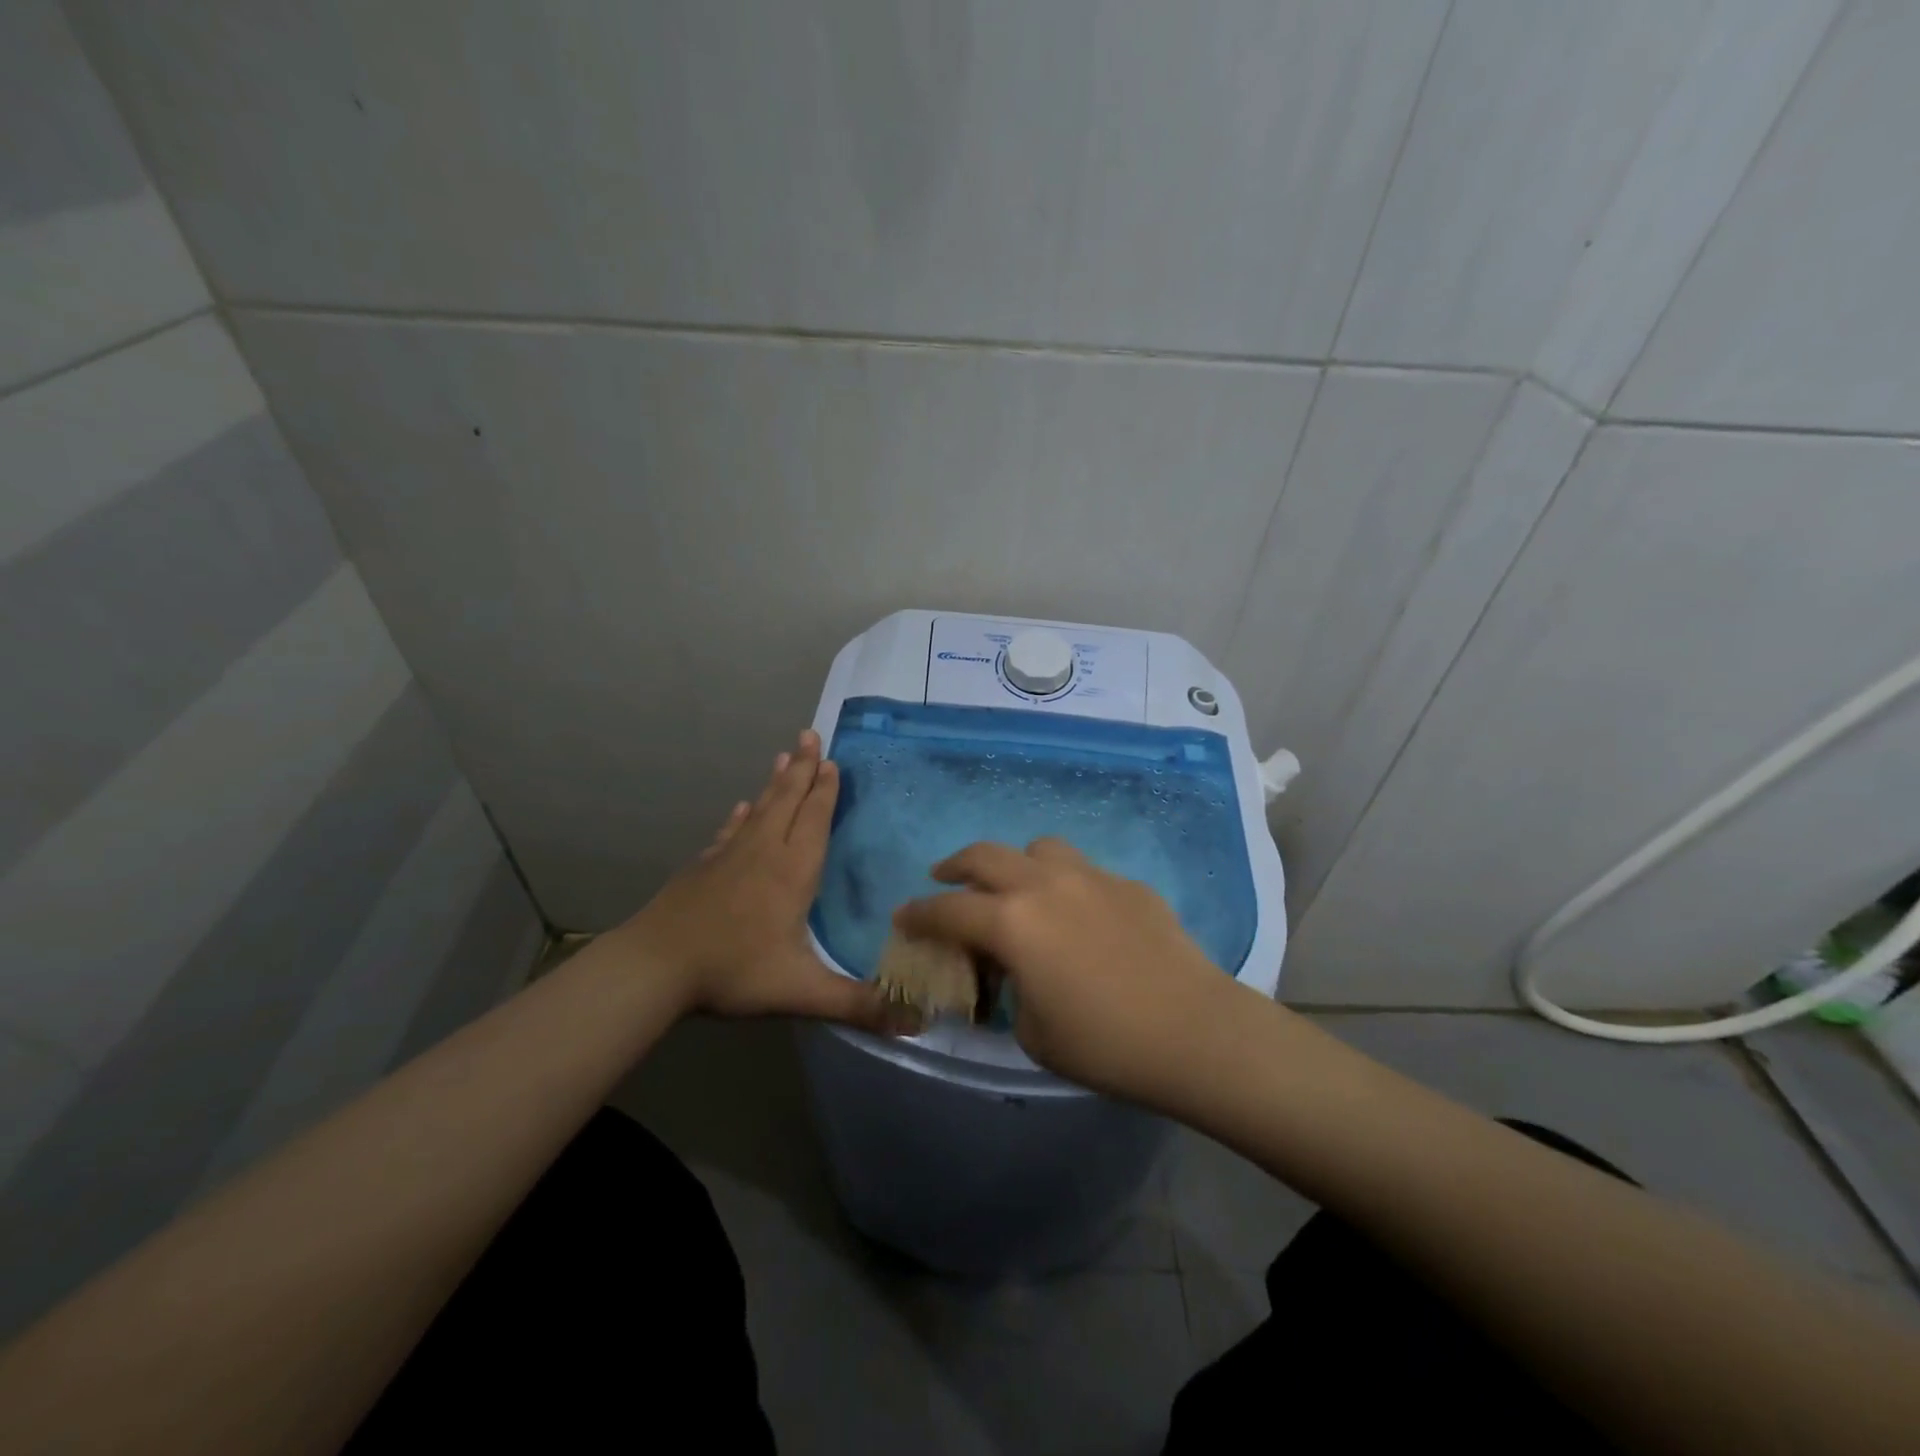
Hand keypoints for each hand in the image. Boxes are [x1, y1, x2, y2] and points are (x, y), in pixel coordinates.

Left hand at [618, 729, 890, 1029]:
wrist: (654, 967)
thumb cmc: (733, 971)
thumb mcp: (801, 991)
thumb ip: (858, 1004)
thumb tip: (917, 1021)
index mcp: (793, 871)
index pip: (814, 819)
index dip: (825, 790)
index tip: (832, 760)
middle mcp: (764, 852)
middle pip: (787, 800)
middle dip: (802, 768)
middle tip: (809, 734)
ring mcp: (729, 857)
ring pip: (759, 809)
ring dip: (774, 782)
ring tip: (784, 755)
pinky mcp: (703, 868)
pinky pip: (728, 832)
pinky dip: (740, 816)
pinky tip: (740, 808)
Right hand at [894, 838, 1244, 1102]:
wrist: (1194, 1031)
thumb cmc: (1105, 1044)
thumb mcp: (1033, 1031)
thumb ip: (1010, 990)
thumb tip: (1013, 971)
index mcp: (1013, 922)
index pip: (948, 910)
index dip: (919, 914)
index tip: (903, 916)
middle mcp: (1045, 885)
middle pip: (985, 856)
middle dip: (955, 866)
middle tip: (944, 880)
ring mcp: (1091, 877)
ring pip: (1038, 849)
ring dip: (1015, 864)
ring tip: (1017, 889)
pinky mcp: (1128, 884)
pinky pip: (1084, 873)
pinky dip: (1066, 886)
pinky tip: (1081, 918)